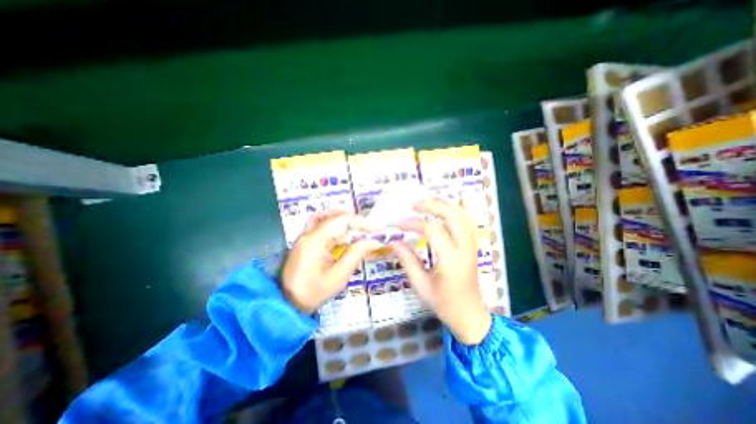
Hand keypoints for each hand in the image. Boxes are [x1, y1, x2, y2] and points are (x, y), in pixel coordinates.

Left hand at [282, 212, 380, 314]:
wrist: (287, 305)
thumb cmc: (313, 293)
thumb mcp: (338, 277)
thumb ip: (356, 255)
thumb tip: (373, 241)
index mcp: (315, 240)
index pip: (341, 220)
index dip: (361, 222)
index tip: (377, 229)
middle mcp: (308, 232)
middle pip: (335, 216)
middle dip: (355, 222)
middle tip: (370, 233)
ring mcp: (305, 235)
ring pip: (329, 218)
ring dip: (346, 224)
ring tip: (359, 234)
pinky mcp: (306, 240)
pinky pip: (323, 226)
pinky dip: (337, 228)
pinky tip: (344, 238)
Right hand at [387, 198, 492, 343]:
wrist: (470, 315)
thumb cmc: (444, 303)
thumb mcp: (421, 285)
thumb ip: (407, 261)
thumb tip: (393, 241)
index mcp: (450, 260)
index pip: (432, 230)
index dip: (413, 223)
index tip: (399, 224)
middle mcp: (464, 248)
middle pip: (452, 215)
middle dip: (432, 205)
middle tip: (414, 204)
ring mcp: (472, 245)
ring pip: (463, 214)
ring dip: (446, 203)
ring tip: (428, 200)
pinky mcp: (473, 245)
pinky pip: (470, 221)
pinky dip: (460, 209)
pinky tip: (451, 203)